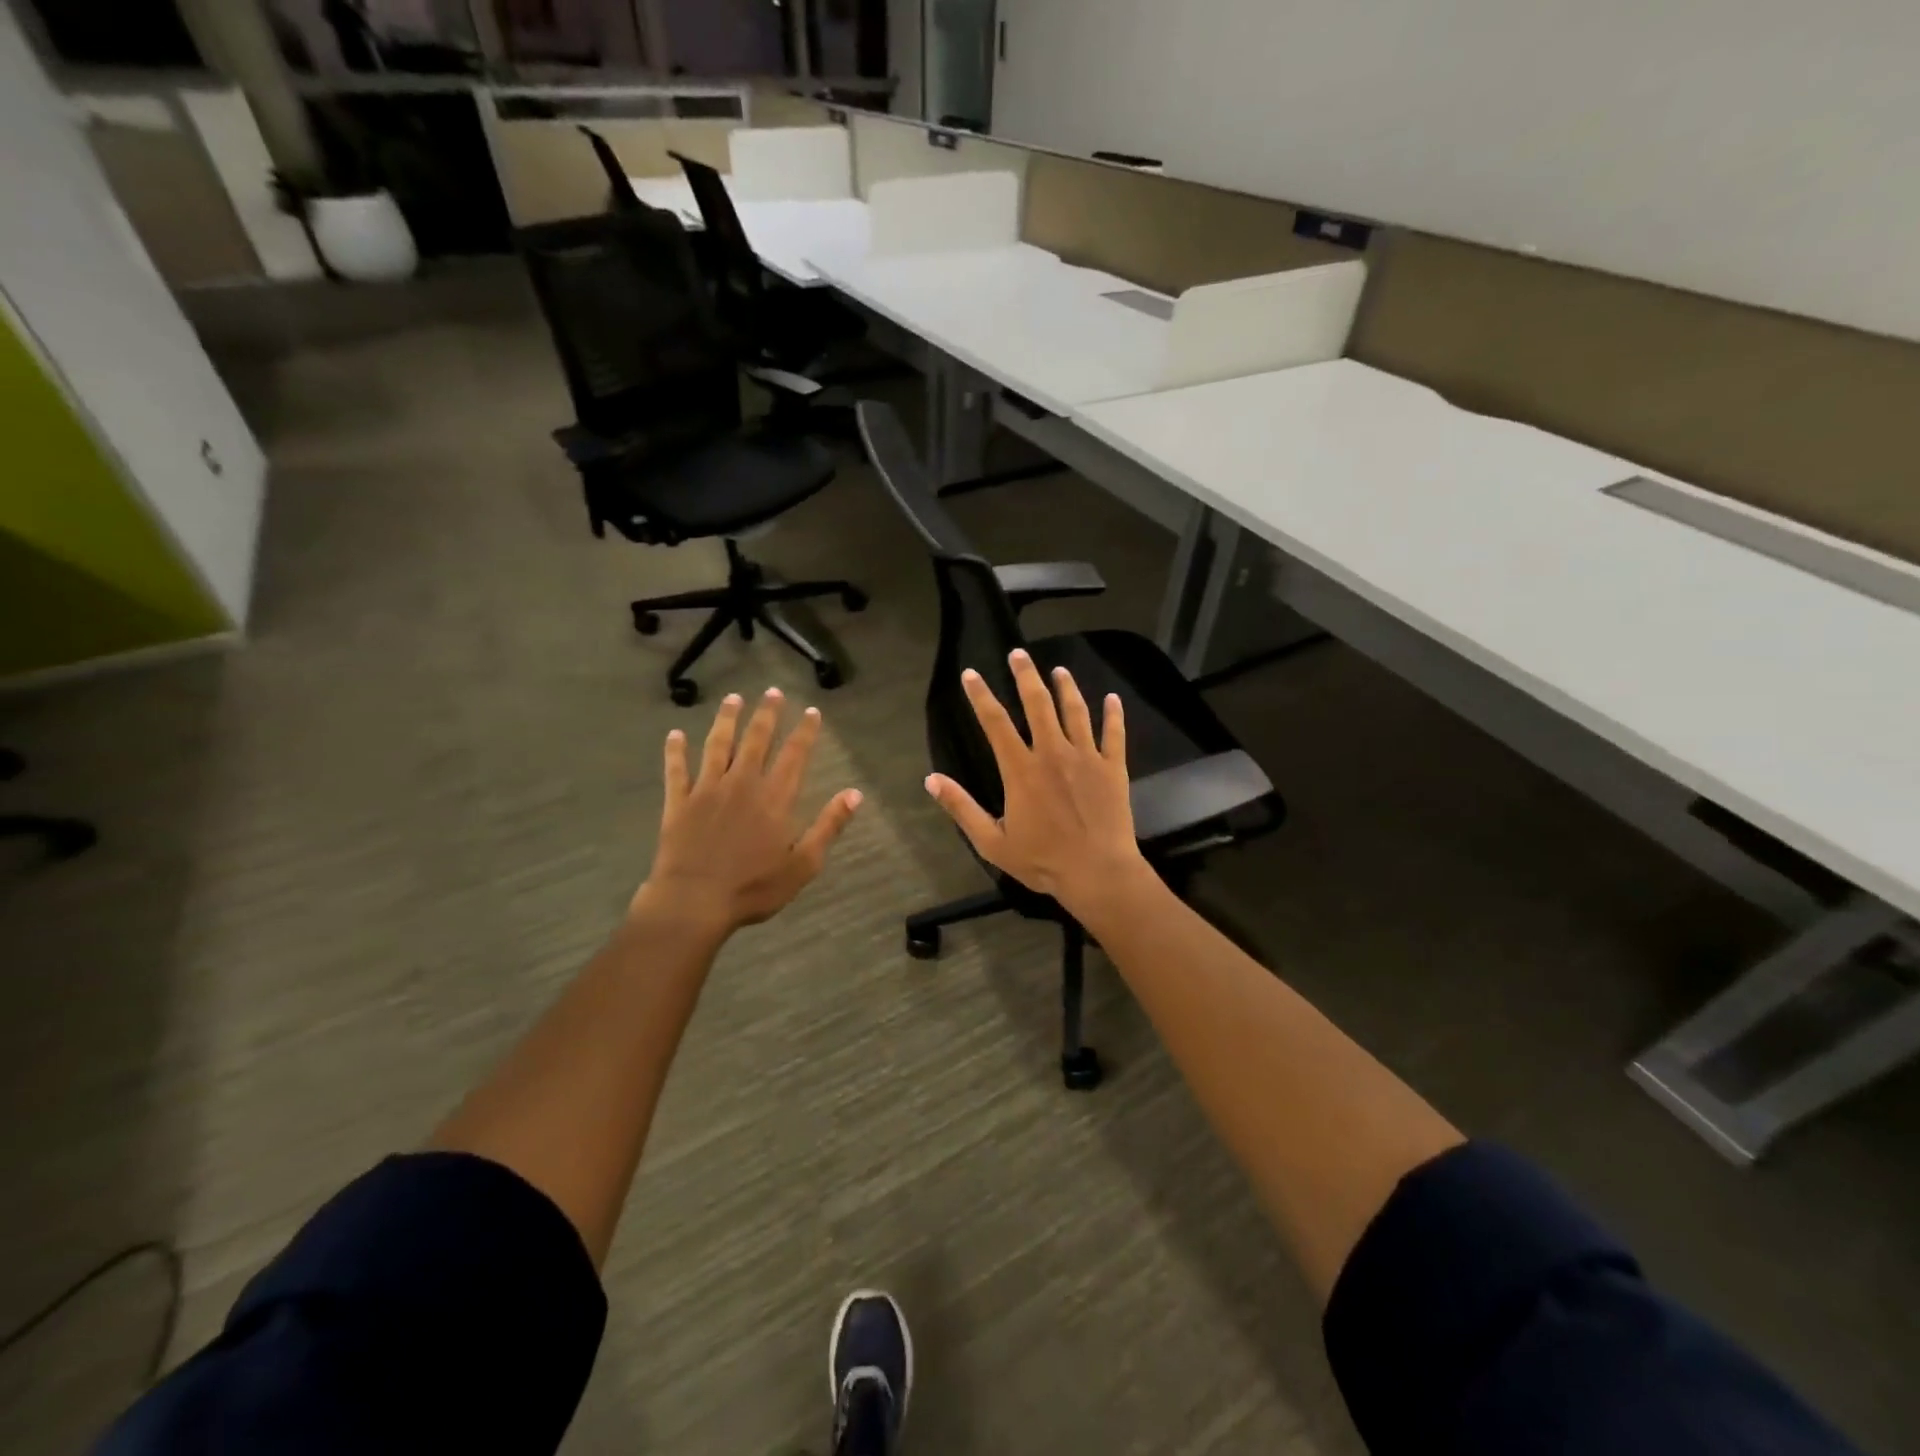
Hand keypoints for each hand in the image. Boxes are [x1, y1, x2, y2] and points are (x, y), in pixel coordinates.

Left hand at [637, 689, 862, 935]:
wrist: (694, 901)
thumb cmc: (754, 888)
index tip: (811, 711)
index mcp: (775, 798)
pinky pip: (677, 770)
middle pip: (756, 740)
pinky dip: (676, 751)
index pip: (794, 755)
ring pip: (718, 745)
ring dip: (726, 720)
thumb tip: (855, 794)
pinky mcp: (679, 802)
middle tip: (772, 691)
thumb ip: (829, 826)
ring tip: (733, 699)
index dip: (804, 731)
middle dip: (766, 714)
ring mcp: (707, 790)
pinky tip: (675, 735)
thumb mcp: (803, 863)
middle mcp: (742, 784)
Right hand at [924, 649, 1148, 916]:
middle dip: (1025, 676)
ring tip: (1059, 670)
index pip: (995, 722)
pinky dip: (1113, 714)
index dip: (980, 696)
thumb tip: (931, 780)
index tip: (970, 674)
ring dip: (1066, 687)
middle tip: (1018, 654)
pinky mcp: (1112, 767)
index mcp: (1021, 769)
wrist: (1098, 872)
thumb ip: (962, 808)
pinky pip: (1114, 734)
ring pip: (1075, 711)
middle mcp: (1052, 753)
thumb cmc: (1042, 860)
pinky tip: (1113, 699)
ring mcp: (1086, 757)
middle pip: (1037, 704)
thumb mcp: (992, 842)